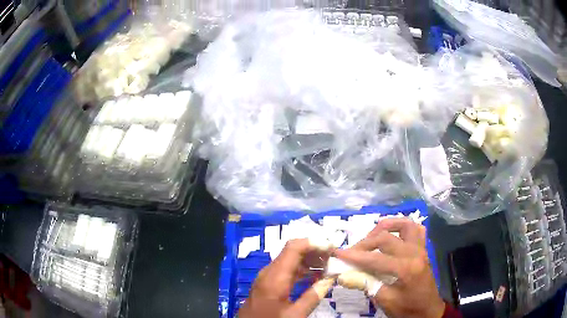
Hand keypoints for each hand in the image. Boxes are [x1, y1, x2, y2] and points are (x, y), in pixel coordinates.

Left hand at [239, 239, 333, 317]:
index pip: (294, 247)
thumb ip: (313, 296)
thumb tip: (330, 279)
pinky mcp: (267, 282)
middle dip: (314, 251)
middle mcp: (269, 271)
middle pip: (292, 251)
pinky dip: (302, 269)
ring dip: (309, 260)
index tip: (332, 248)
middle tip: (334, 257)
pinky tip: (315, 275)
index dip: (314, 243)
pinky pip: (286, 269)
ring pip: (290, 259)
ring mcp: (267, 276)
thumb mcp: (295, 314)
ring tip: (328, 265)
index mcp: (276, 277)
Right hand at [334, 218, 444, 317]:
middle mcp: (415, 253)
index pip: (375, 259)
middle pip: (386, 238)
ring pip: (405, 225)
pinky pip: (416, 230)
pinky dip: (403, 228)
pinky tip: (393, 235)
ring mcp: (421, 249)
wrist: (428, 311)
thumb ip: (366, 285)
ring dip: (386, 226)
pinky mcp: (423, 249)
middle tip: (352, 252)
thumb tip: (344, 275)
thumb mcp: (385, 301)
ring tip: (372, 235)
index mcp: (406, 269)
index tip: (337, 253)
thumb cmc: (407, 309)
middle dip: (365, 242)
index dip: (354, 256)